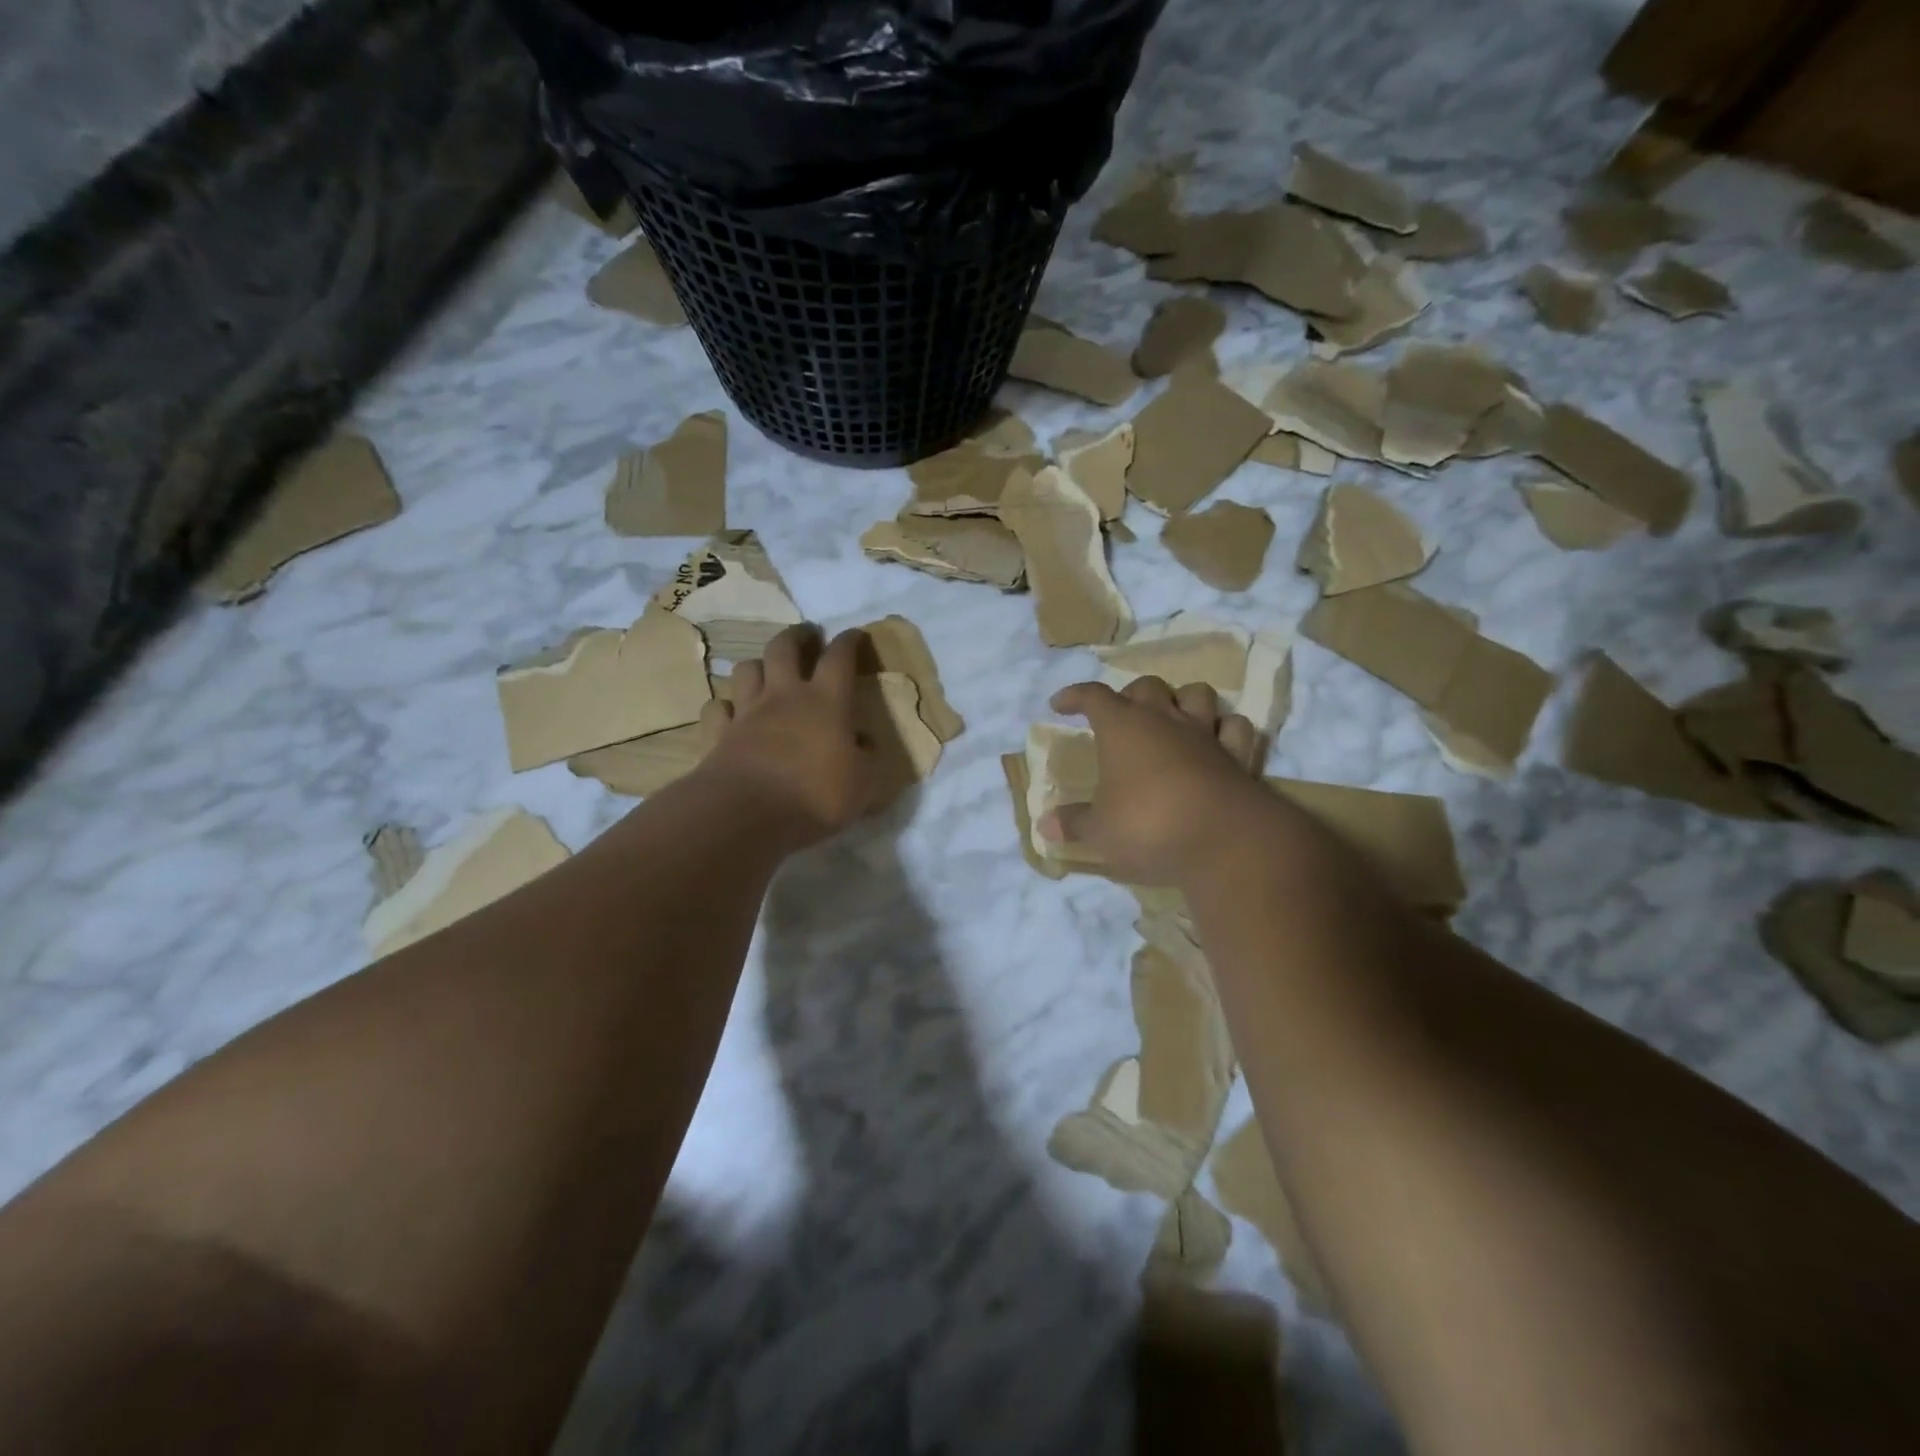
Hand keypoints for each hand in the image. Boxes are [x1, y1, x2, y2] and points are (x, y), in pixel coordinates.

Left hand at [696, 624, 878, 847]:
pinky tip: (732, 713)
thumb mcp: (864, 785)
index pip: (840, 657)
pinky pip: (717, 708)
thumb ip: (868, 760)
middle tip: (807, 636)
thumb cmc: (815, 796)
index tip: (855, 635)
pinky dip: (726, 706)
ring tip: (767, 671)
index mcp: (826, 701)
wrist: (748, 814)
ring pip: (746, 669)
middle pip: (784, 648)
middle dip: (797, 636)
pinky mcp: (718, 733)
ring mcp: (747, 712)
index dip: (849, 641)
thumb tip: (866, 744)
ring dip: (758, 665)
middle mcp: (784, 696)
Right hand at [1041, 676, 1270, 884]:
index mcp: (1122, 728)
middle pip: (1147, 686)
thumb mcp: (1101, 831)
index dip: (1075, 696)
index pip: (1093, 696)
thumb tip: (1045, 825)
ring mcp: (1205, 734)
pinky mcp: (1238, 756)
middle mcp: (1164, 720)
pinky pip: (1235, 727)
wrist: (1223, 841)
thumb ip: (1074, 823)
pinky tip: (1216, 739)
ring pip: (1197, 694)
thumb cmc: (1148, 826)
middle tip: (1120, 716)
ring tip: (1171, 718)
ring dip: (1182, 700)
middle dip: (1130, 695)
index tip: (1060, 705)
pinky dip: (1224, 728)